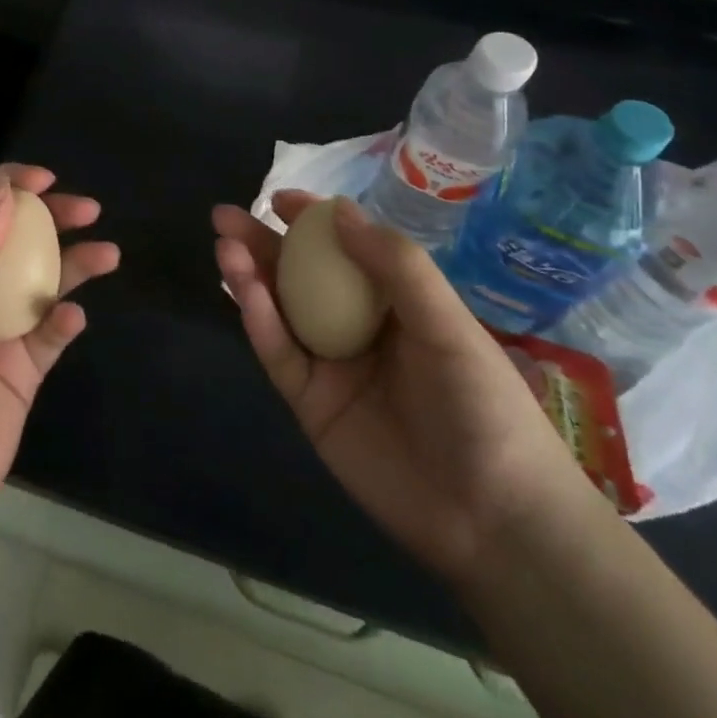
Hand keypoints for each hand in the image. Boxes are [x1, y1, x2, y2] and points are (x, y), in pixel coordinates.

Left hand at [0, 165, 118, 548]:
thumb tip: (5, 192)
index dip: (4, 185)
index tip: (43, 179)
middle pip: (15, 239)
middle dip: (50, 217)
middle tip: (87, 209)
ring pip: (42, 281)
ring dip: (74, 263)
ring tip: (106, 253)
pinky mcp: (22, 371)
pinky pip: (51, 334)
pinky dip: (65, 320)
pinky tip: (72, 318)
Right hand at [212, 191, 599, 584]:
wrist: (491, 518)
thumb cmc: (483, 406)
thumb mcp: (448, 325)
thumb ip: (396, 266)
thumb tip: (338, 210)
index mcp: (396, 303)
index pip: (346, 250)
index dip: (313, 222)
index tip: (280, 199)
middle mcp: (357, 326)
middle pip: (300, 275)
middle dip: (262, 243)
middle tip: (226, 216)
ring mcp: (330, 365)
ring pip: (280, 309)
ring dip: (250, 276)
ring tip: (225, 245)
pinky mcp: (309, 402)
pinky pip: (278, 353)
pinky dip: (258, 320)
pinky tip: (244, 290)